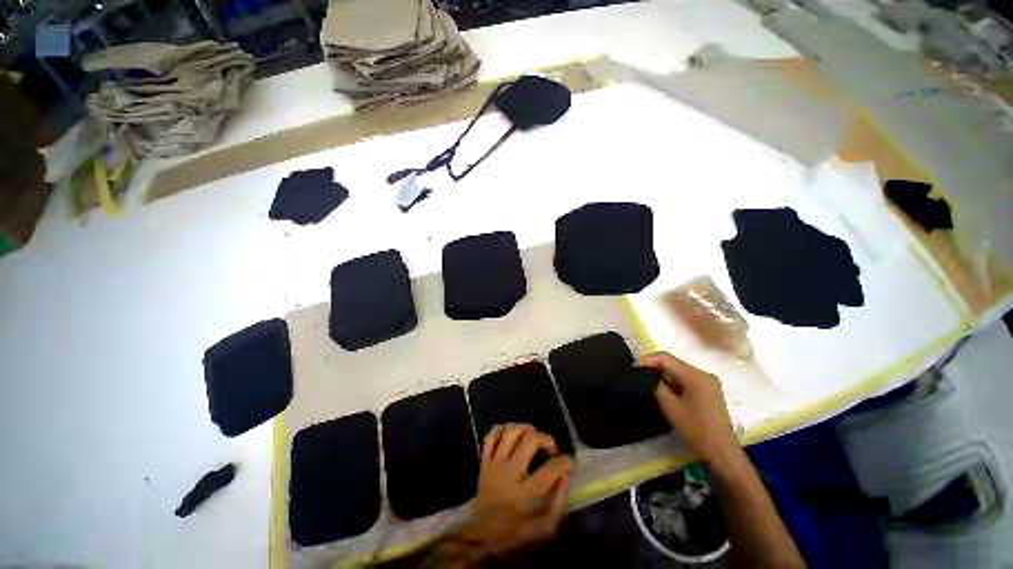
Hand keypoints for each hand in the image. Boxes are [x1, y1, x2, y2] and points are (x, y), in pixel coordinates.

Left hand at [457, 424, 572, 556]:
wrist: (479, 533)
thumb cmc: (514, 531)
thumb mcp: (543, 528)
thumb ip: (558, 501)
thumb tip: (566, 474)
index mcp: (524, 495)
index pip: (550, 470)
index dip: (564, 462)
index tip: (568, 462)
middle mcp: (509, 474)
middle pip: (530, 440)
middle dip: (546, 439)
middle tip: (550, 449)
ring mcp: (494, 464)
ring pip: (511, 432)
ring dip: (526, 428)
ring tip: (533, 436)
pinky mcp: (484, 459)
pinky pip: (492, 434)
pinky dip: (503, 429)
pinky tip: (513, 434)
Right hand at [640, 352, 741, 467]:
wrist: (721, 453)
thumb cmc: (695, 429)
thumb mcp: (670, 406)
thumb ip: (655, 385)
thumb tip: (642, 373)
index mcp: (696, 375)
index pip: (666, 358)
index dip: (647, 360)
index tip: (633, 367)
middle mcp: (704, 374)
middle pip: (673, 363)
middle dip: (654, 367)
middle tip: (637, 374)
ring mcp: (708, 382)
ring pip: (679, 372)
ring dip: (663, 375)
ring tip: (646, 381)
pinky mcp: (708, 391)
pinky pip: (686, 380)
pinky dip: (673, 382)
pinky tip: (663, 389)